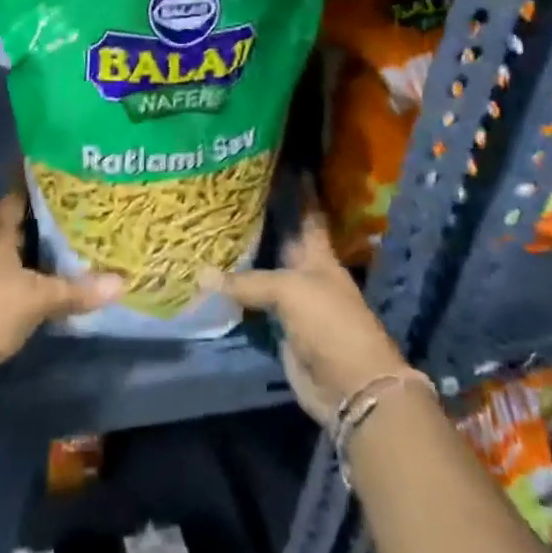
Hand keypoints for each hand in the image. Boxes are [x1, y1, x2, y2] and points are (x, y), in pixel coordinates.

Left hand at [0, 189, 122, 372]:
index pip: (13, 201)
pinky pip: (11, 285)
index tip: (48, 172)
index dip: (28, 186)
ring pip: (13, 259)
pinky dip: (29, 283)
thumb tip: (121, 282)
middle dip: (40, 223)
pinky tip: (47, 289)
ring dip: (35, 256)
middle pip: (15, 230)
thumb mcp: (38, 299)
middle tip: (74, 213)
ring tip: (68, 250)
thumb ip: (76, 291)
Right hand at [200, 212, 426, 426]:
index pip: (307, 216)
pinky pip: (253, 306)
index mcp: (319, 256)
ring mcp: (294, 304)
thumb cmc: (330, 323)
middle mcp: (306, 274)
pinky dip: (235, 295)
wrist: (350, 386)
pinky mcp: (280, 331)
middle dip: (261, 222)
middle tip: (228, 195)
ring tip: (212, 230)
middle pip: (282, 242)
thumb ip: (246, 282)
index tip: (287, 166)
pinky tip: (211, 279)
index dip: (300, 193)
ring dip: (242, 259)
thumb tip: (201, 275)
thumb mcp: (289, 290)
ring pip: (263, 274)